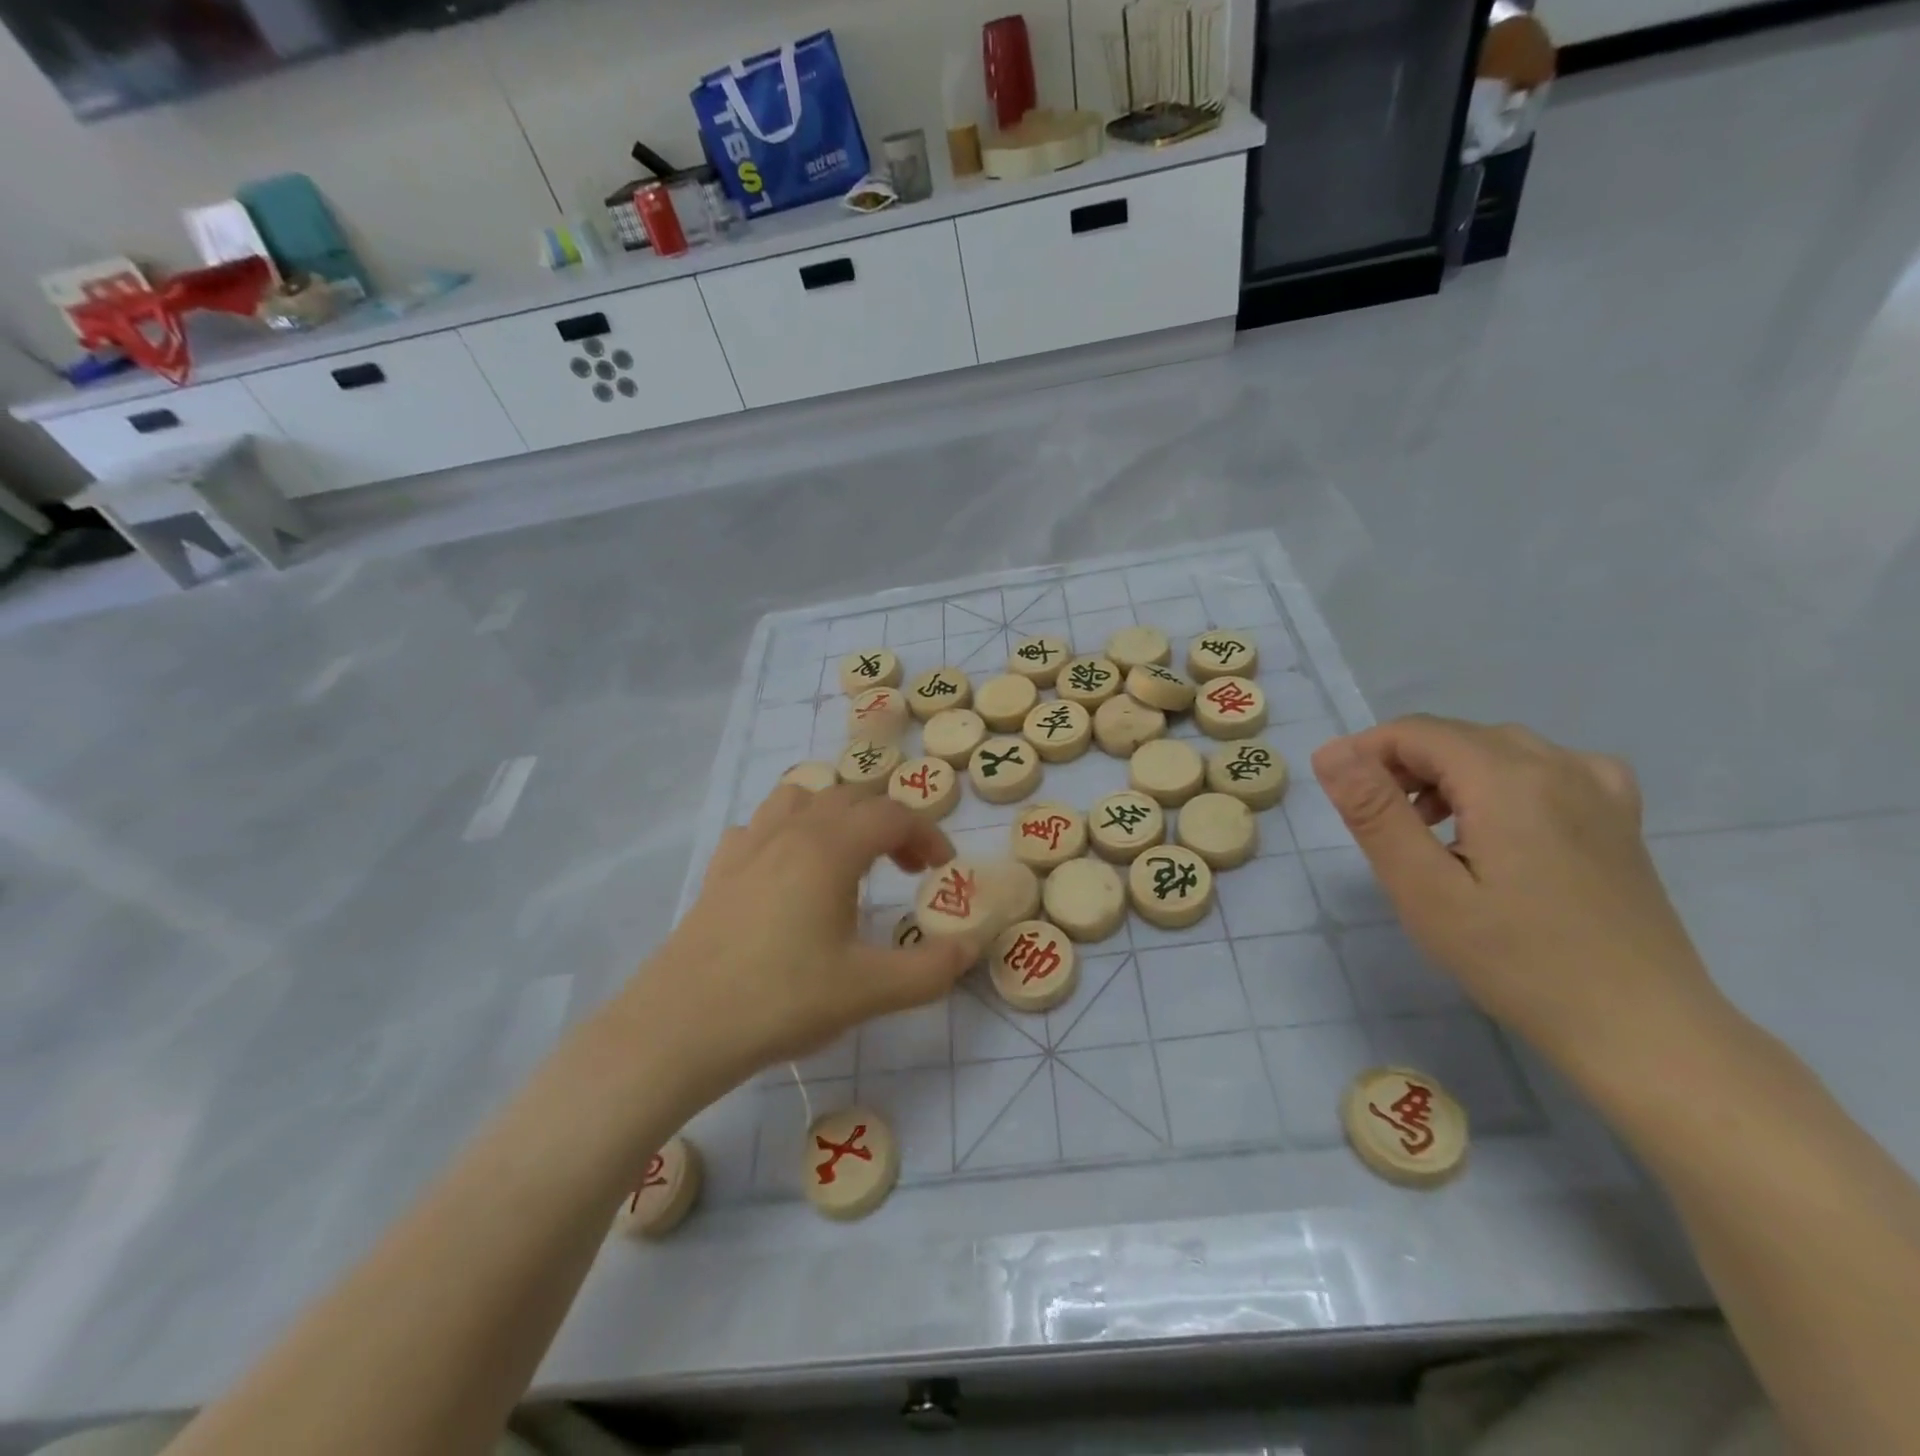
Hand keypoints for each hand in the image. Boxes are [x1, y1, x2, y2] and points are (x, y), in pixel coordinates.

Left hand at [632, 784, 979, 1095]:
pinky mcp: (720, 870)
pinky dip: (789, 831)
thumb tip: (971, 947)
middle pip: (851, 798)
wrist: (680, 1027)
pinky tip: (789, 870)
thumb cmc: (780, 1000)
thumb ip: (930, 970)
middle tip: (907, 869)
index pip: (893, 815)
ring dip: (837, 815)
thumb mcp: (868, 991)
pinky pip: (761, 826)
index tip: (942, 870)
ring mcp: (748, 846)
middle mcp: (791, 832)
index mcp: (830, 848)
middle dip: (889, 825)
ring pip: (802, 798)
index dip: (927, 834)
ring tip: (850, 857)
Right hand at [1312, 716, 1722, 1068]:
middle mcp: (1558, 764)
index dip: (1365, 753)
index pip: (1414, 732)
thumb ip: (1375, 812)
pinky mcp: (1618, 816)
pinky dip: (1501, 780)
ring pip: (1498, 749)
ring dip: (1448, 773)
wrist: (1641, 1028)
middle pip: (1456, 736)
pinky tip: (1499, 822)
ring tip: (1427, 830)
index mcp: (1508, 778)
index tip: (1344, 802)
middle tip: (1379, 826)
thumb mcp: (1424, 889)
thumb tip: (1331, 751)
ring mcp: (1599, 788)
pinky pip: (1546, 767)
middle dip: (1403, 766)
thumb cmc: (1517, 961)